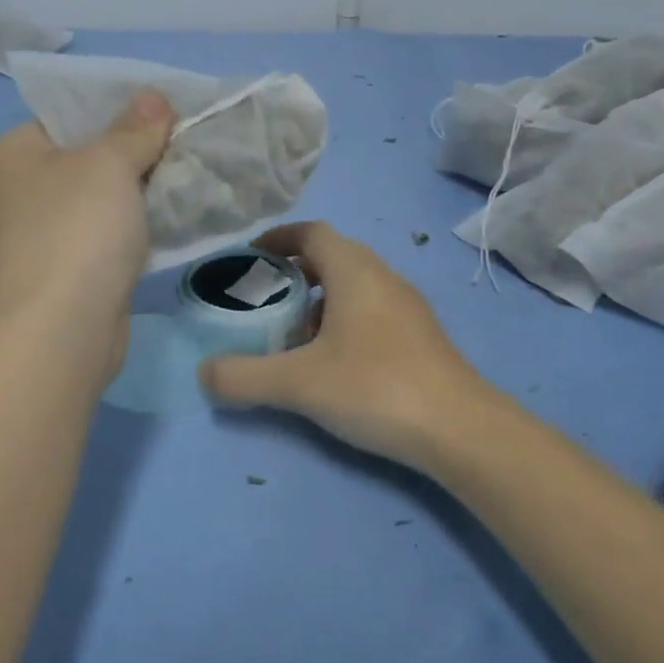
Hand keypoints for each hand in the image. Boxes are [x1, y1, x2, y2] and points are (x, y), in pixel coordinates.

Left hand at [0, 92, 174, 354]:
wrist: (61, 327)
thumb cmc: (77, 227)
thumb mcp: (111, 163)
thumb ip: (135, 129)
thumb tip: (154, 97)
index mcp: (10, 155)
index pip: (62, 119)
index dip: (111, 113)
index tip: (157, 118)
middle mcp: (10, 196)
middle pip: (79, 163)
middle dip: (127, 159)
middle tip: (175, 151)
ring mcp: (29, 243)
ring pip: (90, 207)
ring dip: (128, 202)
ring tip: (176, 189)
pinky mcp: (54, 281)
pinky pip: (95, 244)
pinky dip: (123, 238)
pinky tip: (158, 233)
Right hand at [199, 222, 490, 470]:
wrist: (459, 429)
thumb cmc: (375, 387)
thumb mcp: (298, 383)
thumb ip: (243, 377)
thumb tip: (204, 373)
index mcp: (355, 271)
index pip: (312, 233)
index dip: (278, 239)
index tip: (250, 257)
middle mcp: (384, 278)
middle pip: (333, 258)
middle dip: (294, 274)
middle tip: (263, 302)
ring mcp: (407, 308)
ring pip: (354, 288)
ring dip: (319, 302)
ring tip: (293, 337)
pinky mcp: (420, 337)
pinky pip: (371, 313)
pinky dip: (343, 323)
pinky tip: (332, 364)